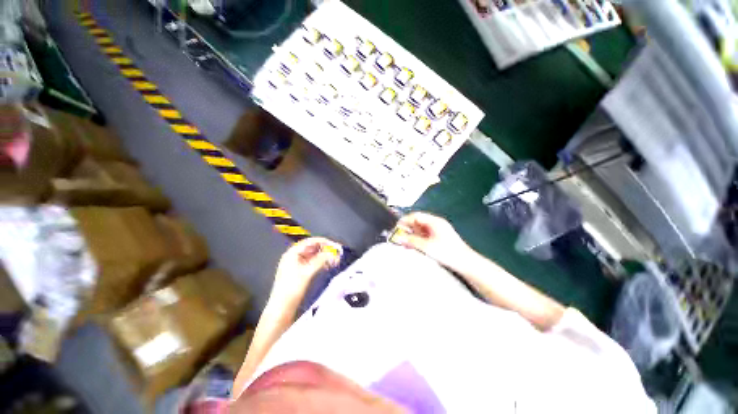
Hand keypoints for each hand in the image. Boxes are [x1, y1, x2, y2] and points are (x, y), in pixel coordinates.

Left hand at [271, 237, 341, 301]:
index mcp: (292, 253)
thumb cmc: (292, 288)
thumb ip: (321, 260)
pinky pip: (311, 262)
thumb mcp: (308, 272)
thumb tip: (332, 252)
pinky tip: (326, 266)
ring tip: (333, 260)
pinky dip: (319, 262)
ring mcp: (295, 263)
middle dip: (324, 249)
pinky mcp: (299, 271)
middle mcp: (293, 256)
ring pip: (312, 255)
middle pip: (311, 248)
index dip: (323, 242)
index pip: (310, 242)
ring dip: (323, 256)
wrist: (282, 308)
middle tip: (335, 253)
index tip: (334, 245)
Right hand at [392, 212, 473, 269]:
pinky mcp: (438, 239)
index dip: (404, 221)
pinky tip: (412, 246)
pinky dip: (417, 239)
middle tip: (398, 237)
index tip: (396, 228)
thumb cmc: (448, 252)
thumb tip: (397, 237)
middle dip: (407, 229)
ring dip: (411, 235)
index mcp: (434, 221)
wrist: (465, 263)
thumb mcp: (427, 246)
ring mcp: (437, 231)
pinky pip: (424, 236)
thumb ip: (411, 241)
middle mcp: (435, 224)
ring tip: (403, 243)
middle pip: (417, 222)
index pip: (415, 216)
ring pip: (420, 230)